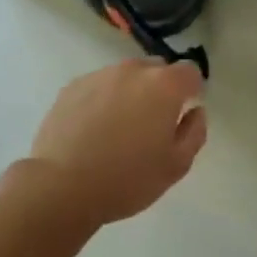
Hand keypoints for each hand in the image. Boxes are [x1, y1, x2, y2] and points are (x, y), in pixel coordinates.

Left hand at [28, 60, 207, 224]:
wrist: (61, 186)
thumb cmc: (127, 179)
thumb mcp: (176, 166)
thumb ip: (195, 132)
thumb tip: (195, 111)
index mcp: (164, 85)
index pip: (190, 72)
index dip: (191, 92)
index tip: (182, 114)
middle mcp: (133, 70)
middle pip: (157, 70)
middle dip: (160, 90)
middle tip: (151, 125)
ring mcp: (100, 75)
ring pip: (125, 77)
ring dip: (129, 94)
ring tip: (117, 129)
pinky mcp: (72, 86)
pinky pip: (98, 86)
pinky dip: (102, 100)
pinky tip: (92, 130)